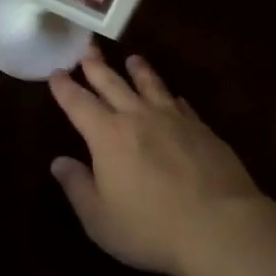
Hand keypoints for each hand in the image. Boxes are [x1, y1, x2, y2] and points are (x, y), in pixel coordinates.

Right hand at [48, 47, 268, 275]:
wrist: (220, 226)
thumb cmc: (151, 227)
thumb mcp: (100, 219)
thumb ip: (78, 187)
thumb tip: (59, 162)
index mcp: (107, 136)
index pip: (79, 104)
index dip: (65, 87)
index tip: (56, 72)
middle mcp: (138, 118)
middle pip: (113, 84)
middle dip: (97, 66)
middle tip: (88, 48)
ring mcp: (174, 120)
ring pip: (151, 86)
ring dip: (139, 71)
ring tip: (133, 58)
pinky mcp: (202, 130)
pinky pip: (182, 105)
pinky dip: (172, 97)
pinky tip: (174, 97)